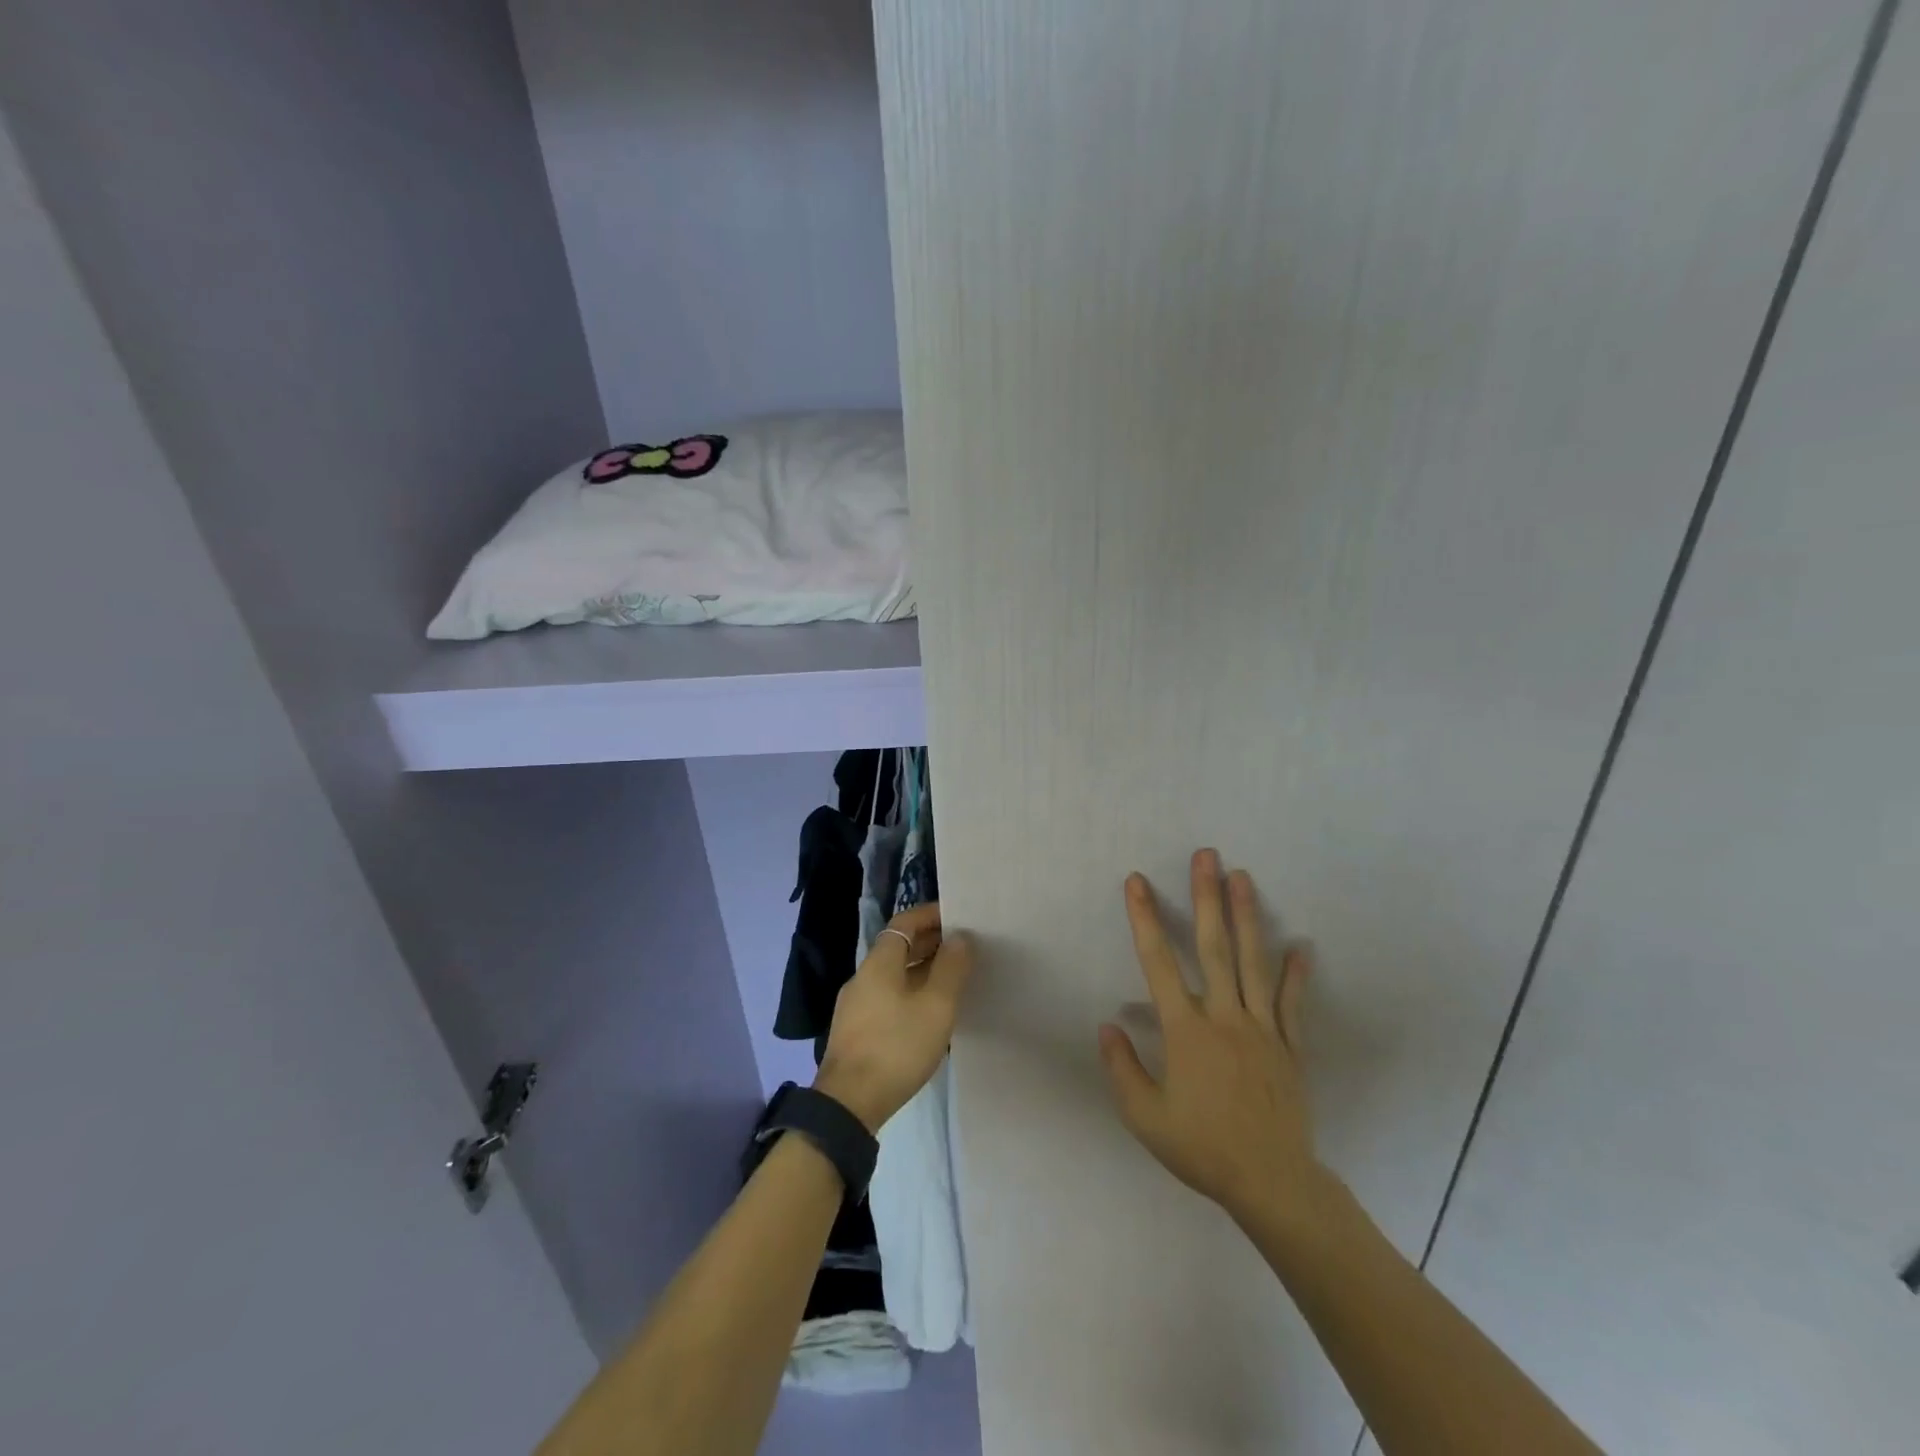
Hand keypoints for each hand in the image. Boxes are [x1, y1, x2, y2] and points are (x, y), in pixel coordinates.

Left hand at [816, 902, 973, 1132]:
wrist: (848, 1104)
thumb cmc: (896, 1047)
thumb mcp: (936, 1006)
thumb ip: (951, 968)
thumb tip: (960, 936)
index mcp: (880, 962)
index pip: (905, 922)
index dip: (930, 915)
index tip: (958, 916)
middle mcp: (863, 976)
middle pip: (898, 947)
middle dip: (930, 943)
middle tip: (964, 948)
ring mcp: (855, 1005)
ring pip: (893, 975)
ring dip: (921, 970)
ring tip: (953, 980)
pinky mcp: (855, 1030)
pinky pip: (887, 997)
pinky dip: (910, 993)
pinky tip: (928, 1013)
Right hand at [1099, 850, 1327, 1227]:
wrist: (1271, 1182)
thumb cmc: (1202, 1147)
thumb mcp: (1144, 1117)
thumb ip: (1122, 1068)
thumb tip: (1108, 1026)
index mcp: (1186, 1031)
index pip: (1159, 963)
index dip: (1145, 919)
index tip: (1136, 882)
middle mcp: (1224, 1017)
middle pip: (1214, 947)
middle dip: (1207, 898)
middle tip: (1206, 856)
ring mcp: (1262, 1028)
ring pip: (1253, 963)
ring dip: (1247, 917)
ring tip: (1243, 877)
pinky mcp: (1289, 1046)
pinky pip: (1291, 1004)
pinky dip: (1295, 975)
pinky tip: (1301, 947)